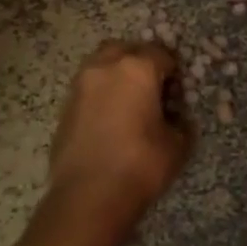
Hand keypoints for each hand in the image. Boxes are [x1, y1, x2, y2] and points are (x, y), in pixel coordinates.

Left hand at [46, 41, 192, 225]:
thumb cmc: (139, 165)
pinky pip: (88, 87)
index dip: (173, 72)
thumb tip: (177, 119)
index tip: (177, 93)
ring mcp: (81, 84)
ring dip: (117, 74)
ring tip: (129, 104)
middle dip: (141, 63)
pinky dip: (101, 94)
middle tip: (152, 90)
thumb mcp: (177, 146)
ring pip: (102, 64)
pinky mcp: (65, 105)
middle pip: (127, 49)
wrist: (87, 196)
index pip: (162, 54)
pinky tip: (109, 120)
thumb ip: (181, 123)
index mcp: (137, 68)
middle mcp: (105, 66)